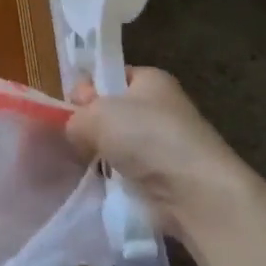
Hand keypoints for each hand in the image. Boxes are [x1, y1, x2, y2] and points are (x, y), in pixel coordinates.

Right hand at [66, 67, 265, 241]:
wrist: (192, 190)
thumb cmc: (146, 136)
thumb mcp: (97, 114)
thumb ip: (75, 116)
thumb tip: (75, 129)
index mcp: (150, 80)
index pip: (111, 75)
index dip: (89, 88)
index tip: (73, 107)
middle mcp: (159, 107)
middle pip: (112, 111)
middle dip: (91, 125)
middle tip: (75, 139)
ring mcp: (162, 144)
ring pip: (117, 144)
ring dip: (100, 155)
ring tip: (84, 164)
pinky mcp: (162, 176)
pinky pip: (126, 171)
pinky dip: (113, 178)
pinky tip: (101, 183)